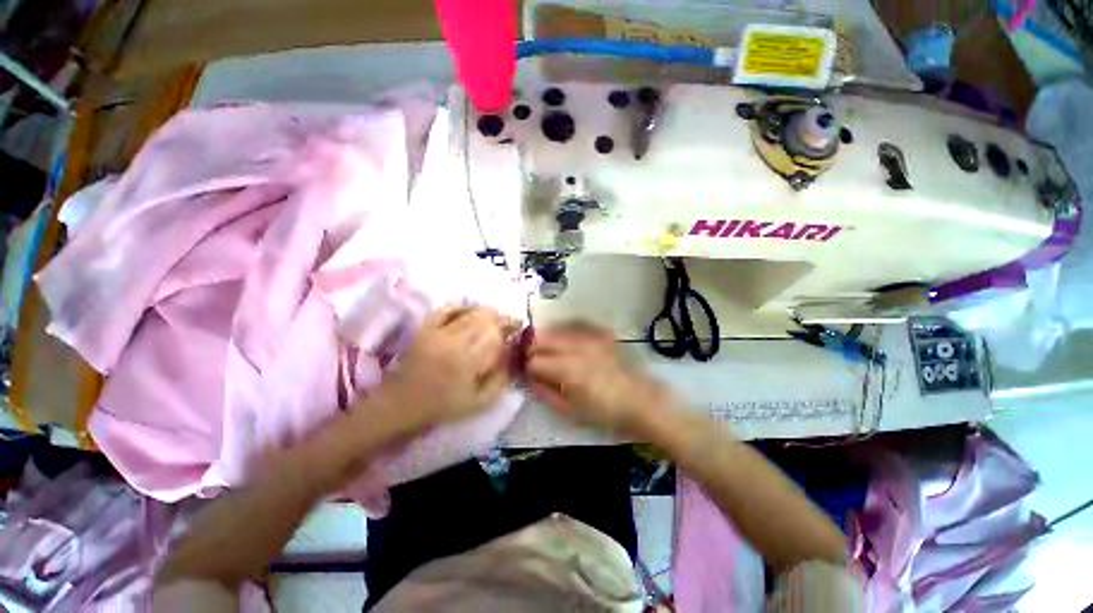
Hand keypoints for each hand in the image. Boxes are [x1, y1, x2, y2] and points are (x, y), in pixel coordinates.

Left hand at [383, 304, 519, 426]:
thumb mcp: (479, 402)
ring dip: (486, 311)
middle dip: (501, 317)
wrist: (402, 404)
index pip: (495, 334)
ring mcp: (437, 332)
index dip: (510, 326)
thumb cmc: (443, 406)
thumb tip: (515, 357)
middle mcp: (454, 341)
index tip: (519, 327)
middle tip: (510, 322)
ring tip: (495, 316)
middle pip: (484, 319)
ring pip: (468, 312)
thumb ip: (501, 380)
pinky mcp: (425, 328)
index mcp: (468, 360)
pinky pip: (446, 309)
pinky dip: (461, 306)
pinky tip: (471, 310)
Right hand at [526, 324, 672, 436]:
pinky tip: (566, 345)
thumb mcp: (569, 410)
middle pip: (541, 338)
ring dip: (546, 340)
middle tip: (533, 361)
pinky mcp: (599, 334)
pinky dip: (564, 335)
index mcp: (566, 368)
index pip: (533, 360)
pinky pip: (574, 328)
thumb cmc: (603, 412)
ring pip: (556, 330)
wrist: (639, 401)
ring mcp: (589, 337)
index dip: (526, 367)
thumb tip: (529, 378)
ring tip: (548, 353)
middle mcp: (575, 346)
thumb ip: (544, 392)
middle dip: (532, 349)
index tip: (526, 373)